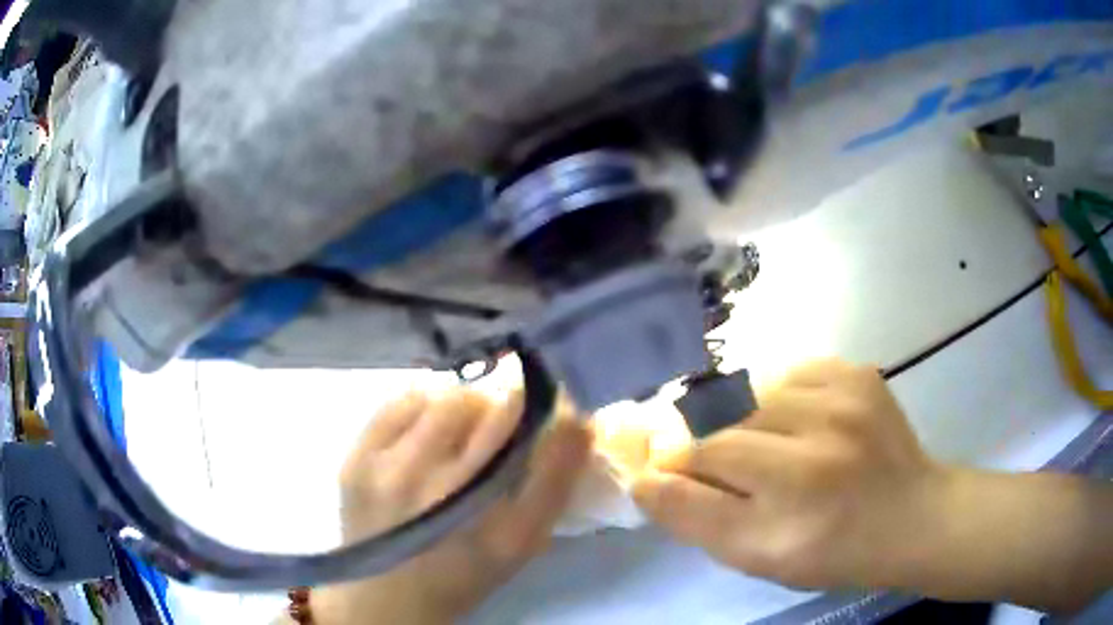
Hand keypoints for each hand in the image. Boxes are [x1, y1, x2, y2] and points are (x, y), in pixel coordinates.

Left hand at [313, 389, 591, 623]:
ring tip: (460, 431)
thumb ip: (553, 484)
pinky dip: (423, 406)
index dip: (543, 411)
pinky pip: (401, 402)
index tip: (548, 404)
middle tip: (500, 424)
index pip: (532, 440)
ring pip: (444, 400)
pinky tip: (426, 431)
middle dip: (504, 409)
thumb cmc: (463, 572)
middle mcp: (438, 492)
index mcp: (490, 524)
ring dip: (464, 407)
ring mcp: (388, 472)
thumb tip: (574, 417)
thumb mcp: (520, 543)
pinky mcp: (356, 460)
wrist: (387, 595)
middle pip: (487, 410)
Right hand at [631, 359, 943, 590]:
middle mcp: (817, 454)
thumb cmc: (830, 550)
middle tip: (701, 457)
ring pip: (750, 391)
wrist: (910, 514)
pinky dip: (774, 394)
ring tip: (754, 439)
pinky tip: (792, 419)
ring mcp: (843, 403)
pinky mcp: (857, 373)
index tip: (655, 469)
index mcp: (790, 516)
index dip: (667, 467)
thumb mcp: (756, 558)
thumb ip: (695, 519)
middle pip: (719, 425)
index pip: (697, 472)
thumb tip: (646, 477)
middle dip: (697, 440)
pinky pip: (788, 371)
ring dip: (735, 416)